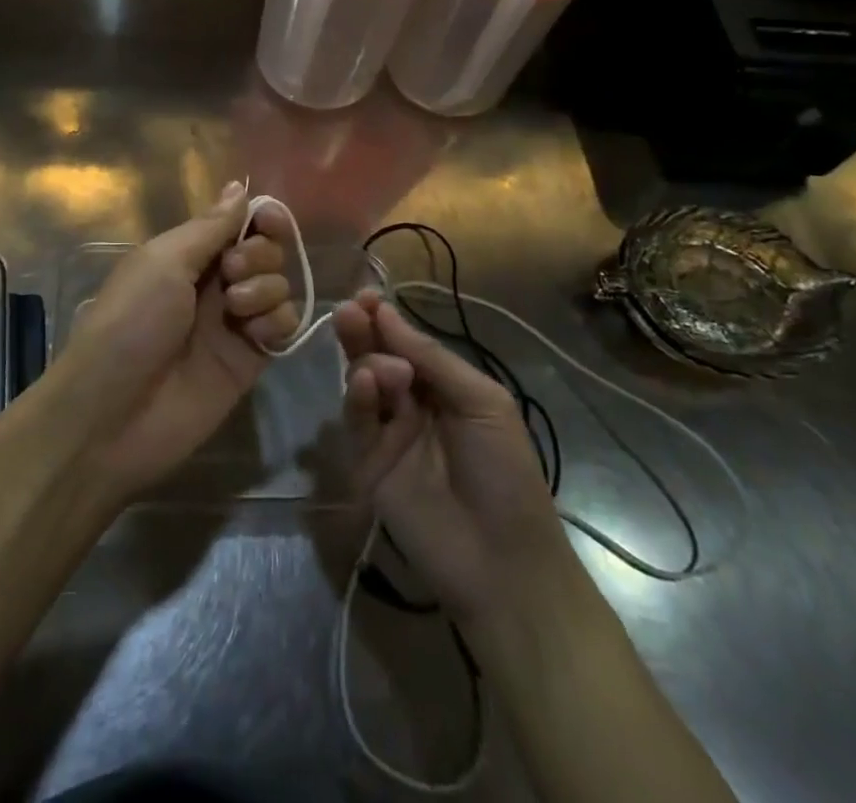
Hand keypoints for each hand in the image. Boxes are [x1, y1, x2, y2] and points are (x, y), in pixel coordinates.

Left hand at [49, 182, 301, 503]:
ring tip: (237, 309)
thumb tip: (238, 187)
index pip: (237, 223)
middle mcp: (213, 283)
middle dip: (259, 254)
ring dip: (267, 287)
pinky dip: (278, 322)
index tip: (270, 220)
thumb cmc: (131, 322)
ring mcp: (233, 323)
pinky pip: (283, 326)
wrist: (114, 414)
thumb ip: (210, 227)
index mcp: (185, 254)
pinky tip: (256, 334)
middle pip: (264, 251)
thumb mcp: (163, 262)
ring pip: (277, 286)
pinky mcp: (249, 360)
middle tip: (232, 272)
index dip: (260, 218)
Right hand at [335, 291, 569, 625]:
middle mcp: (411, 403)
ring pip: (362, 382)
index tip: (367, 295)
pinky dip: (356, 395)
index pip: (406, 342)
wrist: (503, 561)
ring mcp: (387, 432)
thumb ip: (432, 358)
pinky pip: (356, 419)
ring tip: (382, 362)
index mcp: (444, 386)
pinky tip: (366, 382)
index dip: (386, 319)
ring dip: (365, 361)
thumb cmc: (506, 472)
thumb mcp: (482, 402)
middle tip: (349, 310)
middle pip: (376, 355)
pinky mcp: (367, 461)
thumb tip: (387, 313)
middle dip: (363, 330)